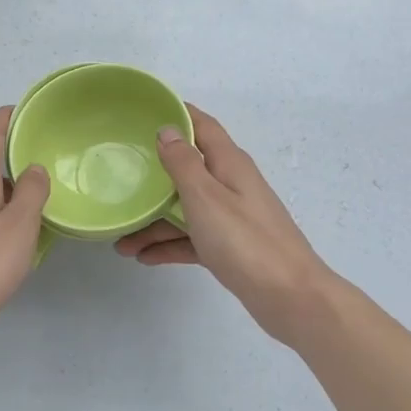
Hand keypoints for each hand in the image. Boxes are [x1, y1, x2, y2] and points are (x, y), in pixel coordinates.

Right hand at [115, 105, 331, 340]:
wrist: (290, 298)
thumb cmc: (245, 242)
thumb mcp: (206, 197)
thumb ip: (184, 163)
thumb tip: (167, 129)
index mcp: (229, 164)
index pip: (201, 126)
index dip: (176, 115)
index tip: (142, 112)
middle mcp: (231, 184)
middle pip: (188, 169)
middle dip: (154, 175)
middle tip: (119, 176)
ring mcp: (232, 217)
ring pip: (186, 209)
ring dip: (155, 221)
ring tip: (121, 240)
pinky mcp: (230, 247)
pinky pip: (193, 238)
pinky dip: (170, 245)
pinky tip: (143, 256)